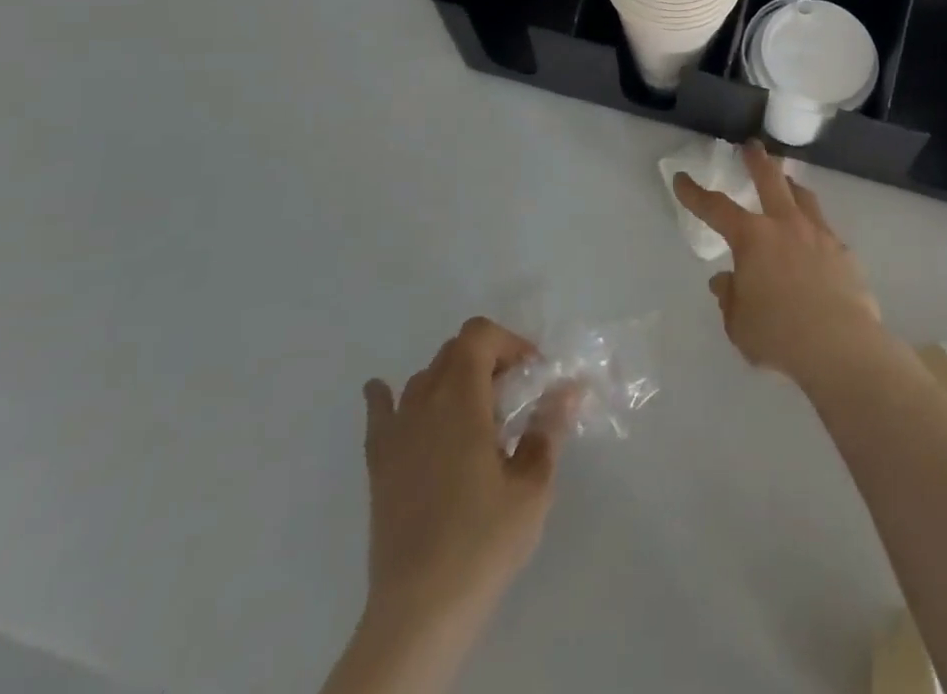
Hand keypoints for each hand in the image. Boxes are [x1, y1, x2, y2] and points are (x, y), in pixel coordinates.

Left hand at [360, 318, 574, 622]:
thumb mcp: (532, 485)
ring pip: (425, 377)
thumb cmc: (483, 541)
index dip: (510, 342)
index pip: (479, 335)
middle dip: (489, 359)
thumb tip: (568, 390)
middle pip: (454, 351)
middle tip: (514, 396)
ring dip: (454, 379)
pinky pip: (380, 410)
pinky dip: (388, 395)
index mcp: (461, 400)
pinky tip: (389, 394)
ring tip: (477, 414)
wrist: (420, 611)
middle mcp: (423, 403)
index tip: (533, 376)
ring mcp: (396, 433)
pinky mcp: (378, 464)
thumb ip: (549, 429)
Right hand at [674, 141, 883, 384]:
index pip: (715, 208)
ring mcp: (818, 234)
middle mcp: (785, 225)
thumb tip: (725, 280)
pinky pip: (824, 229)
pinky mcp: (843, 251)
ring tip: (787, 181)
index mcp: (752, 238)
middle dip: (757, 161)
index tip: (682, 179)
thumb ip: (731, 297)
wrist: (840, 344)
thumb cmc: (779, 335)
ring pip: (803, 197)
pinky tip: (814, 239)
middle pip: (770, 180)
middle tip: (752, 146)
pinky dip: (813, 227)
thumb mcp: (740, 323)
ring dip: (790, 184)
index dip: (695, 194)